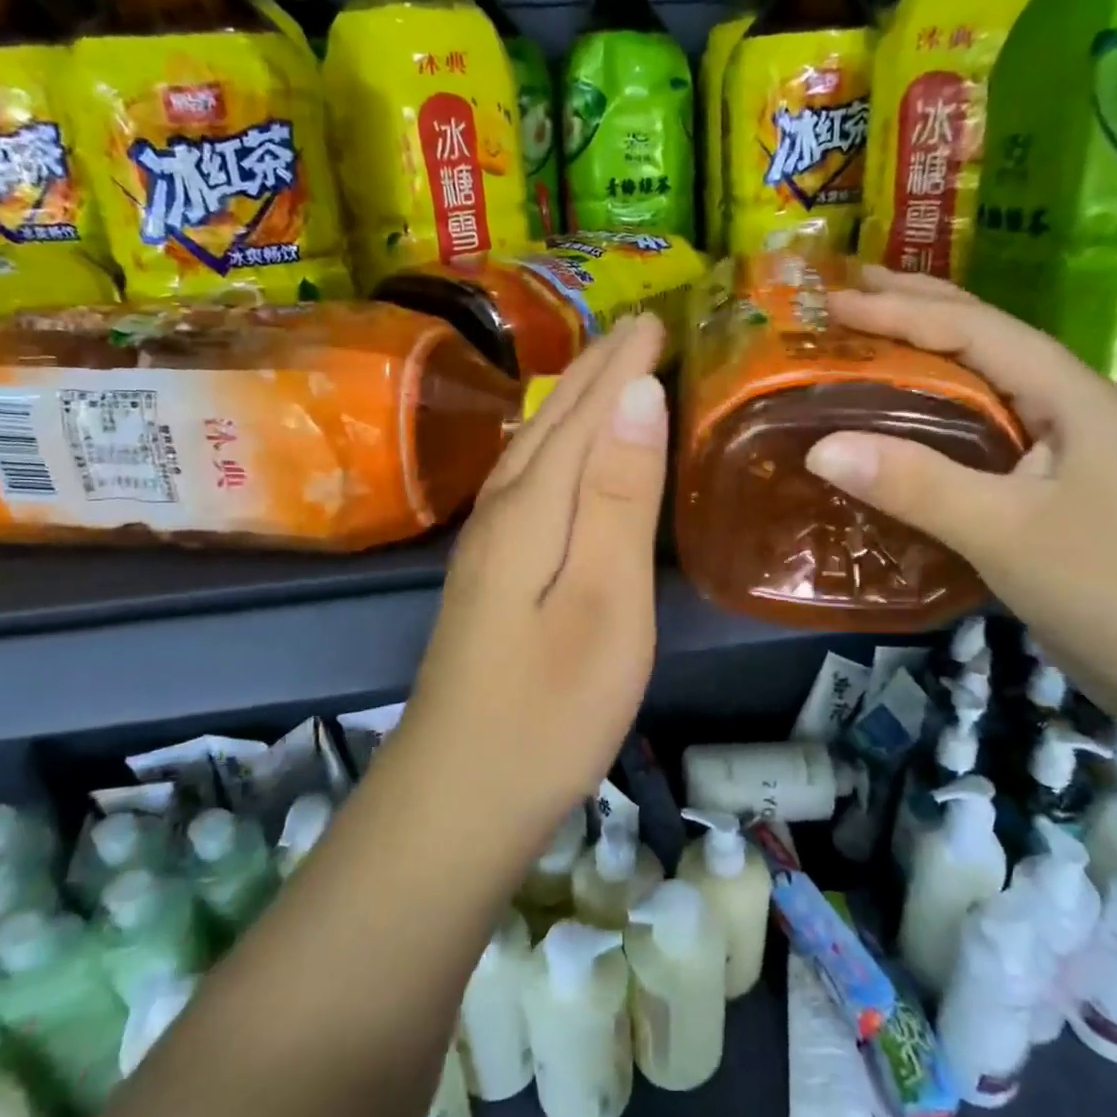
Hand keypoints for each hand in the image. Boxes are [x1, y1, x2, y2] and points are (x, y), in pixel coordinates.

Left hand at [399, 314, 668, 833]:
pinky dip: (555, 448)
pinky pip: (528, 482)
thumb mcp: (605, 602)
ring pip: (534, 450)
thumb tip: (636, 394)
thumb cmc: (550, 708)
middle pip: (553, 422)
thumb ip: (620, 497)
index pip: (585, 413)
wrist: (458, 798)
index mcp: (533, 508)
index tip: (658, 318)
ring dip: (572, 403)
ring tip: (605, 372)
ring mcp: (489, 546)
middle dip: (596, 370)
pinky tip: (558, 455)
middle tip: (637, 327)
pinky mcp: (491, 577)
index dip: (622, 364)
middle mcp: (502, 511)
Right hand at [801, 269, 1116, 709]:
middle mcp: (1070, 407)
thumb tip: (819, 446)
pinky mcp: (1050, 491)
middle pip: (986, 340)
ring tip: (870, 341)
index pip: (976, 330)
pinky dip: (935, 415)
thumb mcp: (1007, 533)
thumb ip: (917, 485)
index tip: (833, 303)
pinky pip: (980, 434)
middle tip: (848, 292)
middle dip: (918, 308)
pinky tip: (909, 425)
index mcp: (1071, 395)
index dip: (901, 311)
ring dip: (926, 356)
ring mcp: (1064, 451)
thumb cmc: (1113, 590)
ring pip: (984, 385)